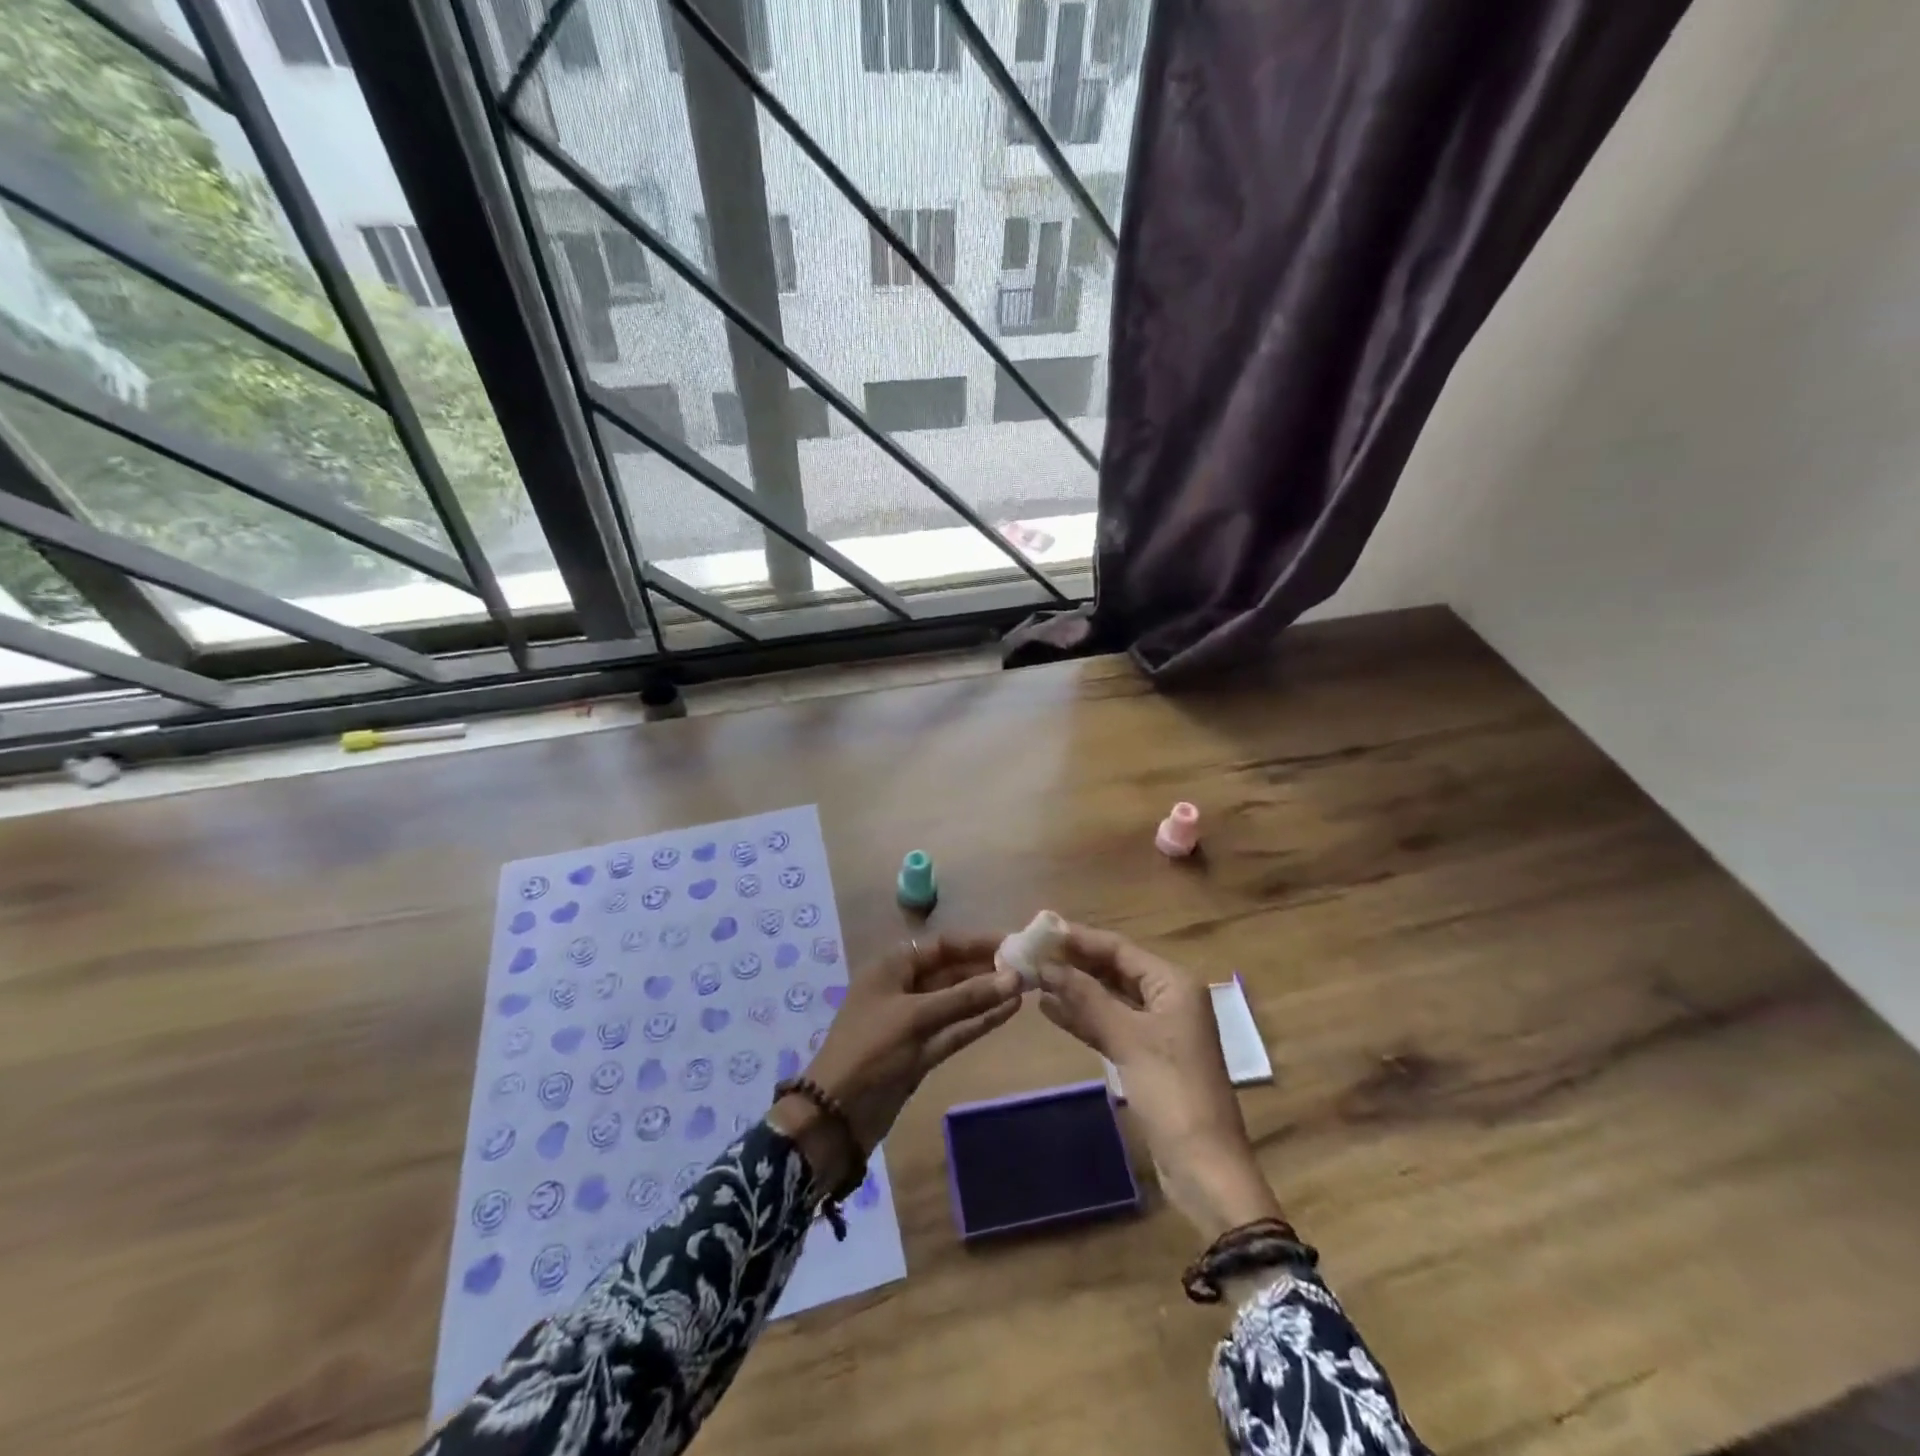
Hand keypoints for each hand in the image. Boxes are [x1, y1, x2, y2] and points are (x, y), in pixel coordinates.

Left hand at [786, 932, 1020, 1158]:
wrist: (836, 1115)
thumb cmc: (870, 1050)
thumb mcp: (916, 1018)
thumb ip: (966, 998)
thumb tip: (1014, 978)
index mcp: (893, 967)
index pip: (943, 945)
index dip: (977, 942)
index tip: (1014, 942)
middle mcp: (905, 987)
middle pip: (952, 970)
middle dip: (987, 968)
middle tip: (1029, 966)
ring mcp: (915, 1021)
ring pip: (957, 1001)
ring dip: (988, 994)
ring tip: (1027, 986)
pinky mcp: (923, 1050)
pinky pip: (956, 1028)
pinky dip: (980, 1020)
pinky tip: (1010, 1011)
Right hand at [1036, 925, 1282, 1239]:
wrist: (1205, 1168)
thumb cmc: (1172, 1093)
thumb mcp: (1127, 1039)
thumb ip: (1085, 998)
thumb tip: (1045, 965)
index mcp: (1173, 983)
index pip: (1118, 948)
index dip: (1078, 938)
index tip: (1038, 930)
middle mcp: (1167, 998)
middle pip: (1114, 969)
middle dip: (1074, 962)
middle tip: (1030, 953)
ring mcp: (1158, 1029)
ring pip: (1109, 997)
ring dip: (1074, 988)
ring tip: (1032, 977)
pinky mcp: (1146, 1056)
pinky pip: (1110, 1024)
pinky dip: (1083, 1016)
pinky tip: (1049, 1009)